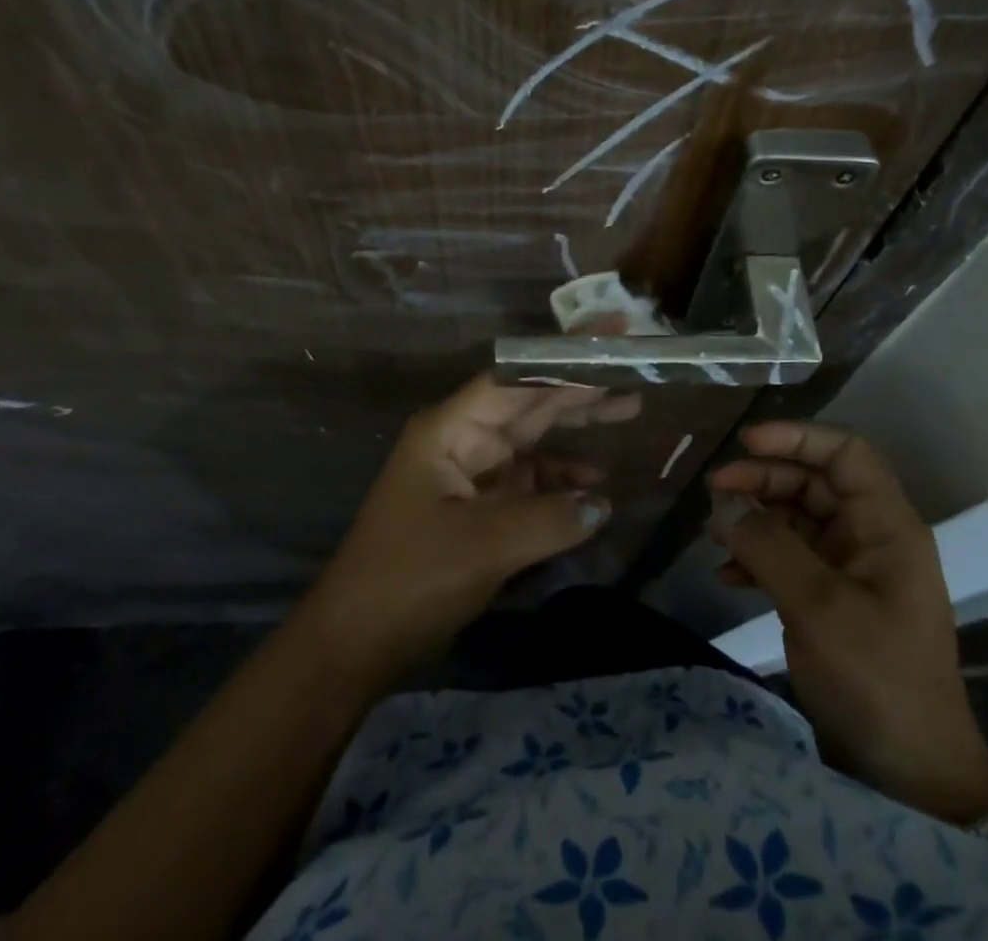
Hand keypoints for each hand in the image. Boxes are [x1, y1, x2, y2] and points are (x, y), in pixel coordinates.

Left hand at [298, 374, 639, 675]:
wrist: (354, 646)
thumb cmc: (410, 578)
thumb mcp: (484, 546)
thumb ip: (550, 519)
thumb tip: (603, 503)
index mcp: (452, 430)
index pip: (515, 378)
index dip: (562, 358)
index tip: (608, 342)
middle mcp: (463, 441)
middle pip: (529, 404)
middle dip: (579, 389)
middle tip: (633, 372)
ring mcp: (472, 474)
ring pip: (534, 440)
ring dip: (576, 432)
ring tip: (629, 411)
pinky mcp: (480, 509)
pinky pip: (530, 483)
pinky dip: (562, 483)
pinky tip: (597, 488)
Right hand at [710, 422, 987, 822]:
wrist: (911, 775)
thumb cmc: (876, 678)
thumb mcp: (818, 606)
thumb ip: (768, 545)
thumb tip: (724, 503)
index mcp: (886, 525)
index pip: (845, 453)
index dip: (797, 437)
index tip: (746, 443)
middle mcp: (870, 537)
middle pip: (814, 482)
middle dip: (763, 480)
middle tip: (714, 490)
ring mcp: (852, 570)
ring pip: (797, 519)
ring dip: (755, 519)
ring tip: (712, 532)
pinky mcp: (833, 601)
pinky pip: (790, 560)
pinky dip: (757, 560)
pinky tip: (725, 576)